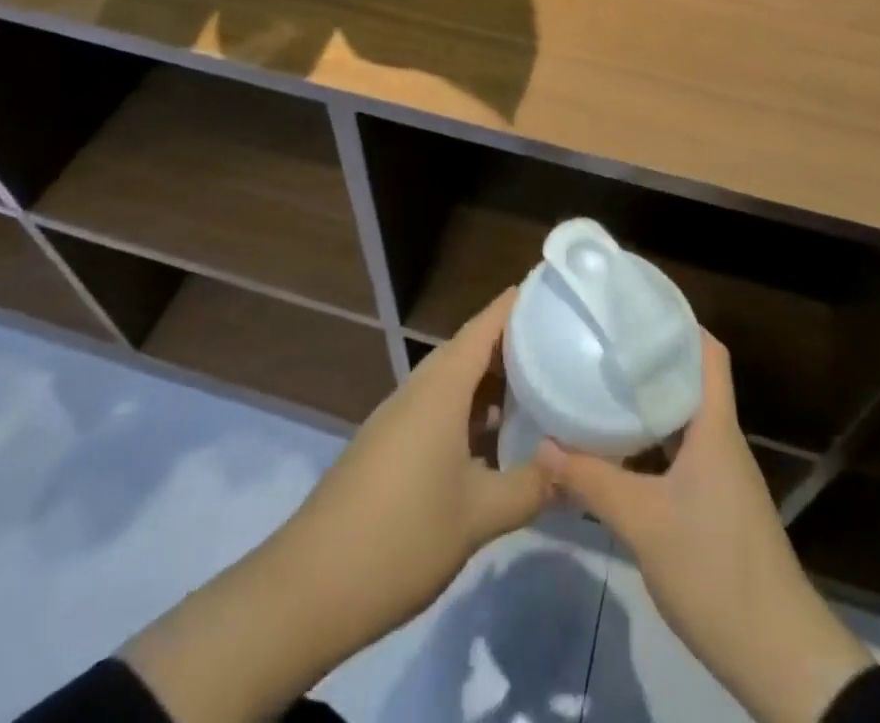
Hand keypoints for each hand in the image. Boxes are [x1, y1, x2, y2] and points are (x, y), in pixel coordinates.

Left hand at [125, 288, 552, 722]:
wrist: (308, 588)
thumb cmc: (400, 537)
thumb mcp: (478, 516)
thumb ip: (531, 486)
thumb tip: (571, 467)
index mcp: (441, 387)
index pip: (487, 324)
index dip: (520, 302)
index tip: (557, 291)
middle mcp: (419, 388)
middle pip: (471, 346)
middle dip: (515, 341)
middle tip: (562, 344)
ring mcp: (399, 415)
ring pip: (454, 379)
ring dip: (493, 378)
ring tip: (539, 388)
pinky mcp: (388, 443)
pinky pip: (439, 406)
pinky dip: (471, 408)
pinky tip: (494, 438)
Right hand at [535, 334, 872, 722]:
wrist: (778, 655)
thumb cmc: (714, 569)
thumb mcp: (643, 522)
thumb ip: (591, 481)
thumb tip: (543, 445)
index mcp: (715, 428)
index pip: (709, 354)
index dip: (680, 323)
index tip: (637, 309)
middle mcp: (722, 441)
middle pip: (691, 382)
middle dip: (652, 361)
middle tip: (605, 346)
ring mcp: (722, 476)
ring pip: (684, 421)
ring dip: (650, 405)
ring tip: (603, 389)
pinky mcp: (717, 507)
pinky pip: (682, 455)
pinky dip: (653, 444)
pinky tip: (619, 453)